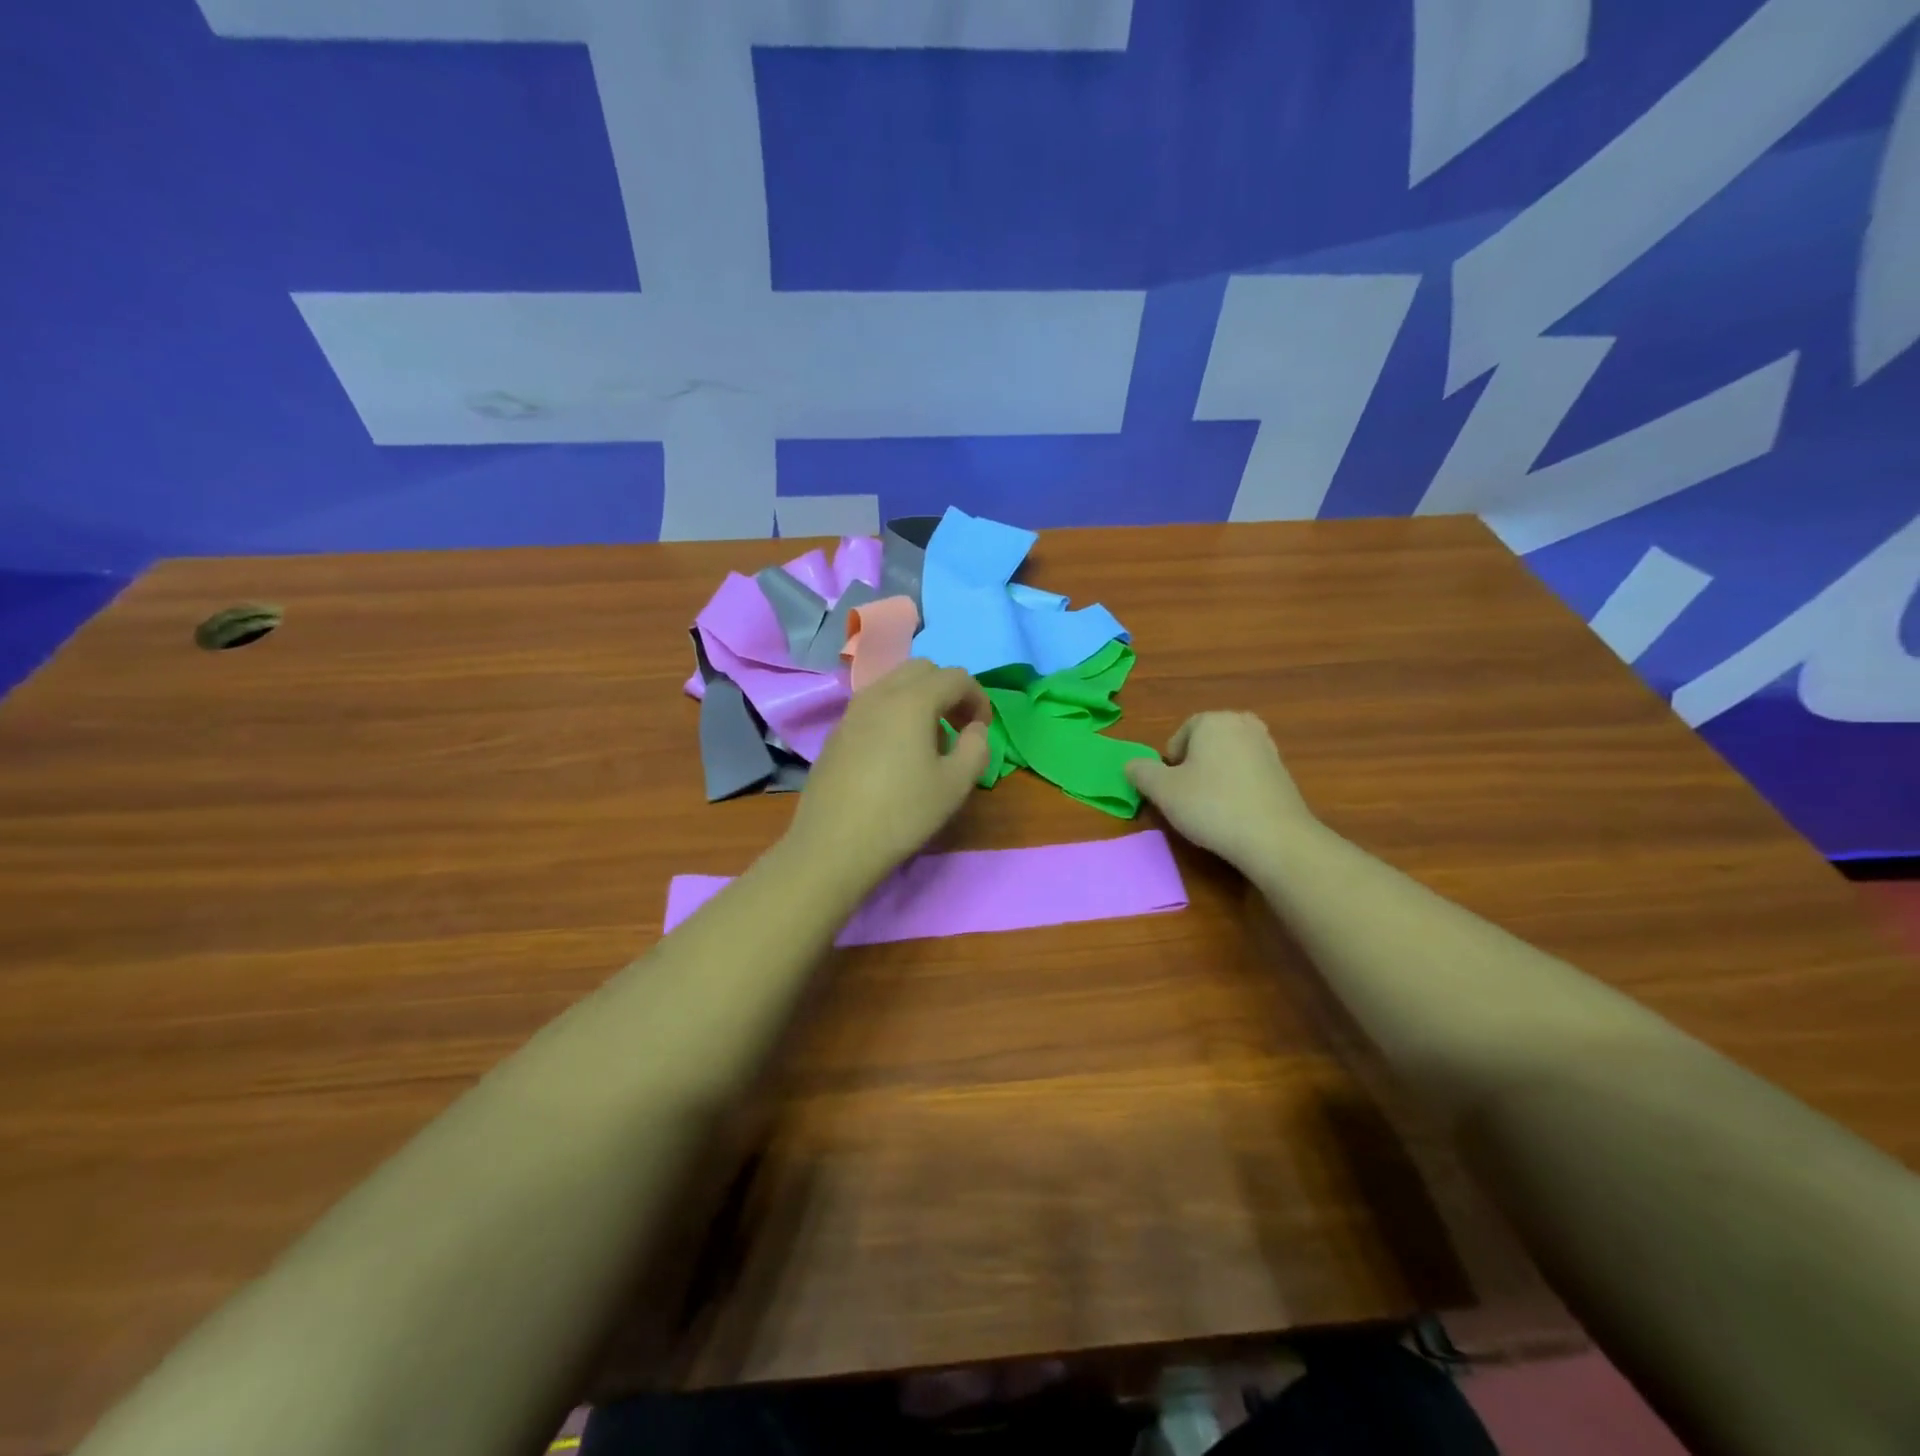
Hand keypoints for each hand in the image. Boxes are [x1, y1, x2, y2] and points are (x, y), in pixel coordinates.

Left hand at [785, 660, 991, 888]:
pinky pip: (873, 706)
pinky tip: (896, 756)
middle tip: (959, 728)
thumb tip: (974, 729)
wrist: (833, 845)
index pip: (956, 677)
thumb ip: (976, 748)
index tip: (983, 730)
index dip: (979, 698)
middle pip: (922, 670)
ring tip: (929, 743)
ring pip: (894, 685)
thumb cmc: (902, 814)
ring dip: (920, 701)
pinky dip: (894, 715)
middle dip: (948, 691)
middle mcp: (879, 694)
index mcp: (912, 700)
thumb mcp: (955, 785)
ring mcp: (852, 711)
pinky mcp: (836, 733)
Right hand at [1125, 712, 1318, 870]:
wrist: (1274, 838)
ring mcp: (1267, 747)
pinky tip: (1235, 813)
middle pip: (1204, 745)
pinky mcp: (1283, 772)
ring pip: (1226, 759)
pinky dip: (1236, 788)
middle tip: (1188, 798)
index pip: (1179, 736)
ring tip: (1211, 808)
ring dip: (1214, 778)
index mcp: (1213, 720)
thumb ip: (1141, 772)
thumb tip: (1132, 765)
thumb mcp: (1163, 791)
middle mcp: (1243, 724)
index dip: (1170, 765)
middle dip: (1193, 767)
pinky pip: (1247, 774)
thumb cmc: (1211, 806)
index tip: (1172, 790)